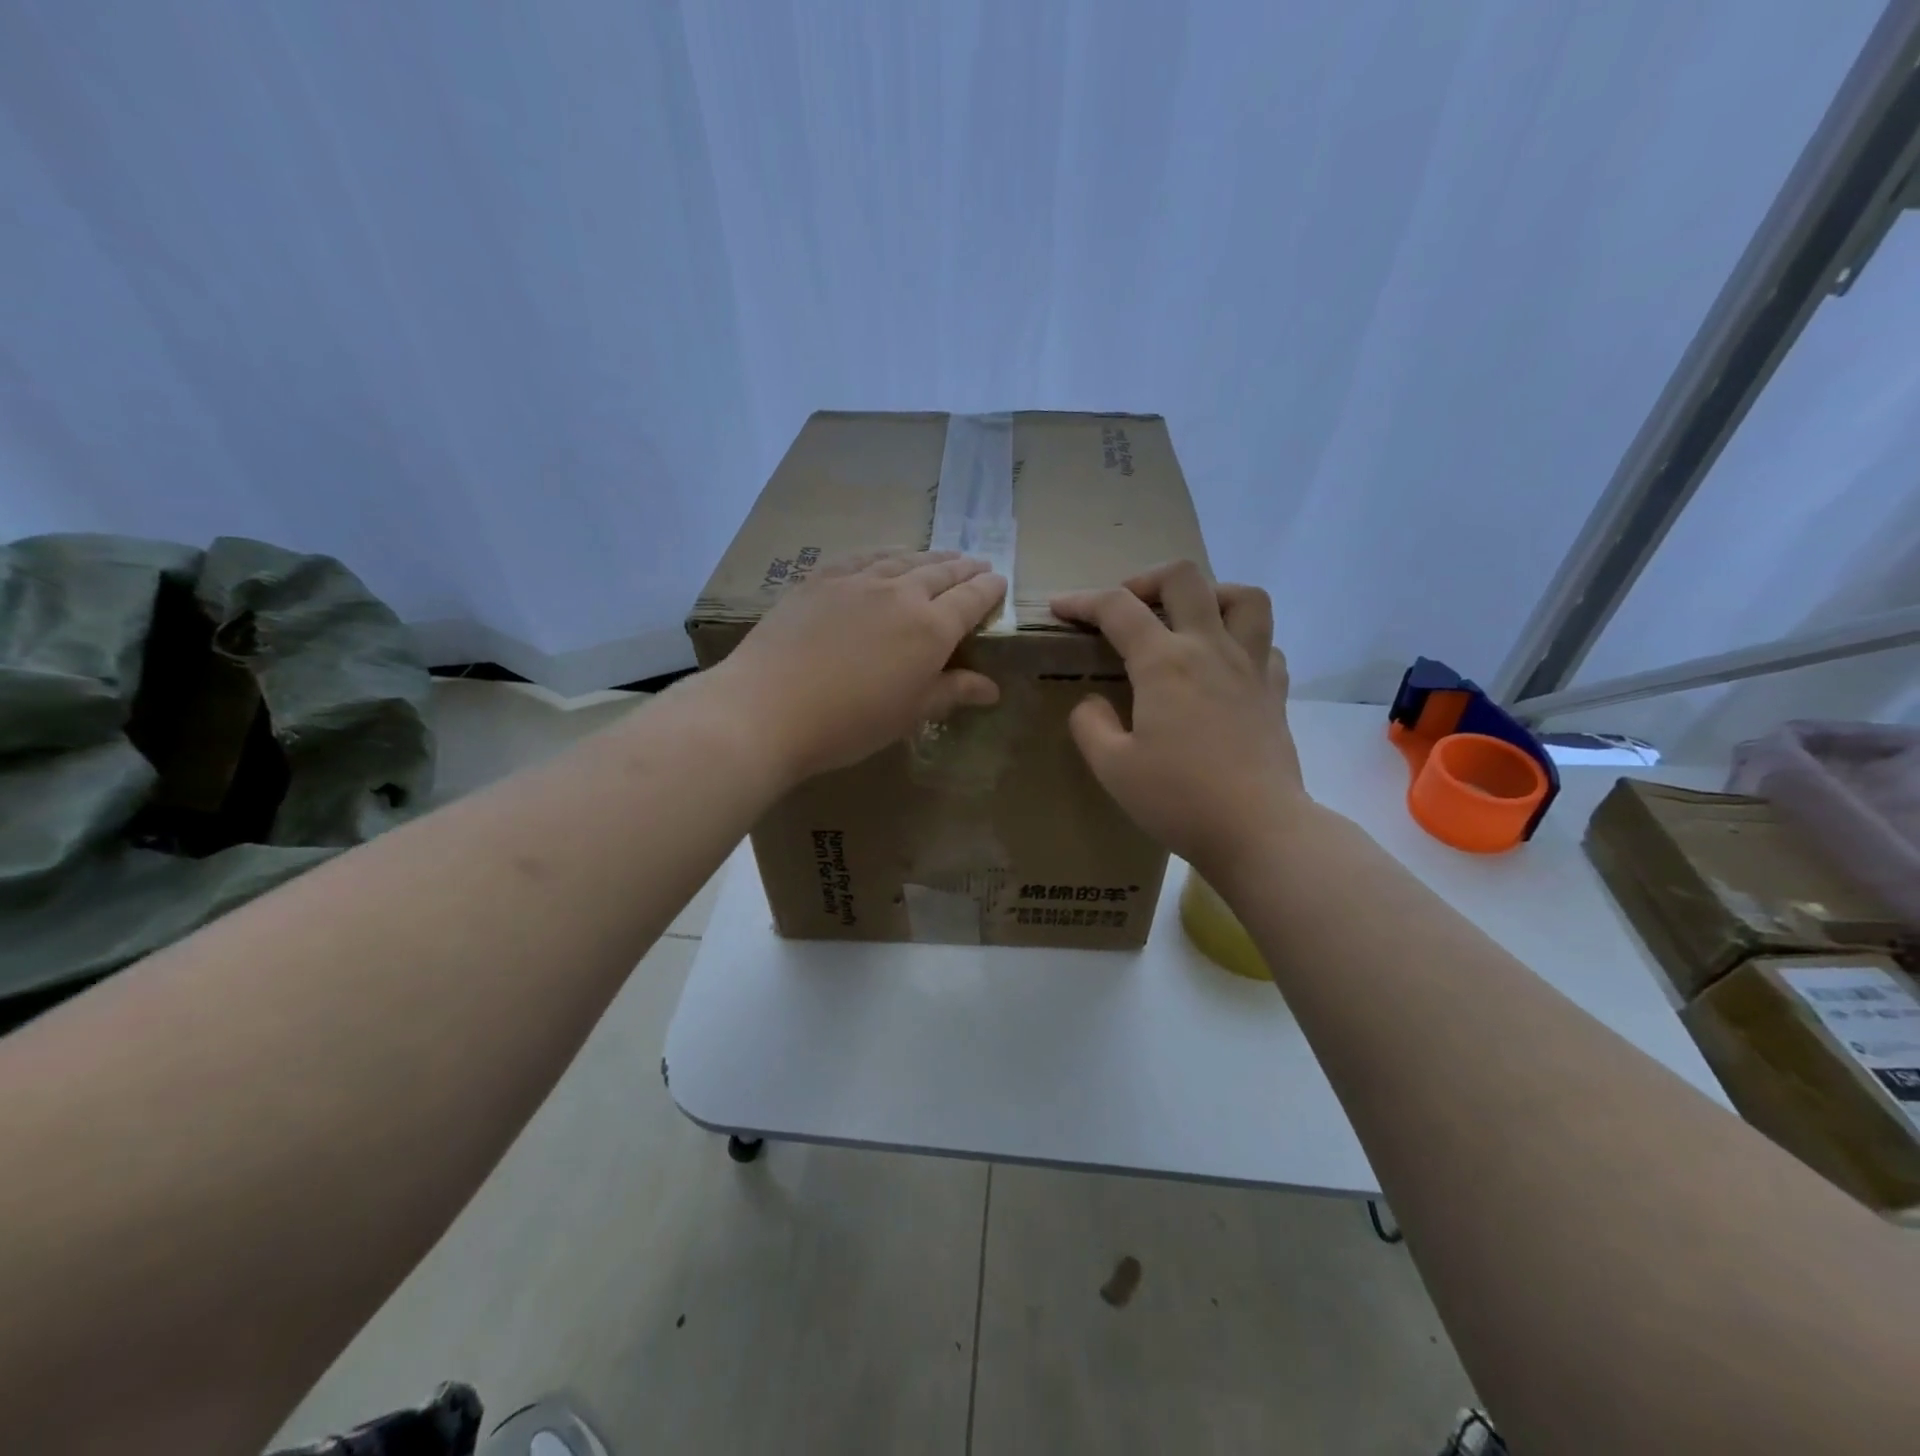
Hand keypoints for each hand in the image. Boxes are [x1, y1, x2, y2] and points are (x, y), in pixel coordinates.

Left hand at [716, 550, 1006, 780]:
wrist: (770, 707)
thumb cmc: (850, 722)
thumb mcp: (910, 714)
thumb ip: (952, 692)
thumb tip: (991, 689)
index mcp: (931, 629)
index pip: (970, 600)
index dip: (988, 589)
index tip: (999, 581)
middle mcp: (901, 594)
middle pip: (941, 573)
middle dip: (963, 568)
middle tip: (977, 563)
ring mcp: (859, 581)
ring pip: (904, 559)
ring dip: (929, 556)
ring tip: (941, 556)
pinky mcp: (821, 580)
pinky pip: (863, 558)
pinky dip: (885, 555)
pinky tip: (886, 557)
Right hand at [1051, 561, 1308, 874]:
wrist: (1258, 830)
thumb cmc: (1179, 798)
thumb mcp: (1112, 767)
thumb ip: (1091, 725)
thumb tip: (1092, 702)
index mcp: (1164, 663)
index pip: (1117, 608)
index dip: (1082, 601)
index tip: (1060, 608)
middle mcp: (1210, 648)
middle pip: (1185, 578)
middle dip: (1146, 580)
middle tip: (1128, 606)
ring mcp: (1251, 666)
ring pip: (1244, 597)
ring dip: (1210, 593)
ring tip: (1188, 618)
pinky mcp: (1275, 691)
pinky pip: (1266, 643)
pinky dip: (1243, 640)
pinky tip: (1224, 664)